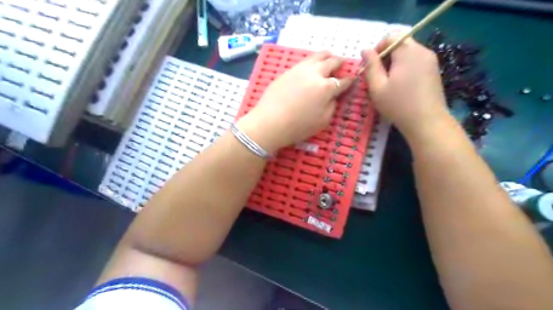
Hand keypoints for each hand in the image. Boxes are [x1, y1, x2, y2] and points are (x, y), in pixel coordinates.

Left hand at [236, 51, 348, 152]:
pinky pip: (304, 61)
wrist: (269, 123)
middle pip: (331, 62)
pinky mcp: (287, 71)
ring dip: (326, 56)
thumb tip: (333, 96)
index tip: (352, 79)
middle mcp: (315, 74)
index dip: (350, 80)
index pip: (343, 81)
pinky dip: (312, 60)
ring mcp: (299, 69)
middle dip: (339, 62)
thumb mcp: (323, 121)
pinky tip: (311, 65)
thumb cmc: (298, 126)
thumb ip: (332, 106)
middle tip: (342, 63)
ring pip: (317, 56)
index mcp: (326, 87)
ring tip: (329, 57)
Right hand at [367, 33, 450, 141]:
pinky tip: (401, 87)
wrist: (427, 122)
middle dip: (385, 57)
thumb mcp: (377, 87)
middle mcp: (422, 51)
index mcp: (407, 52)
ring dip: (394, 64)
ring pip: (408, 54)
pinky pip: (416, 62)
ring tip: (388, 84)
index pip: (391, 37)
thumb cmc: (398, 105)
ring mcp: (431, 61)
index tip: (371, 66)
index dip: (377, 48)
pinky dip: (405, 69)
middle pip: (400, 44)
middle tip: (377, 77)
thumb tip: (365, 50)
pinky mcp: (434, 71)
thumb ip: (370, 66)